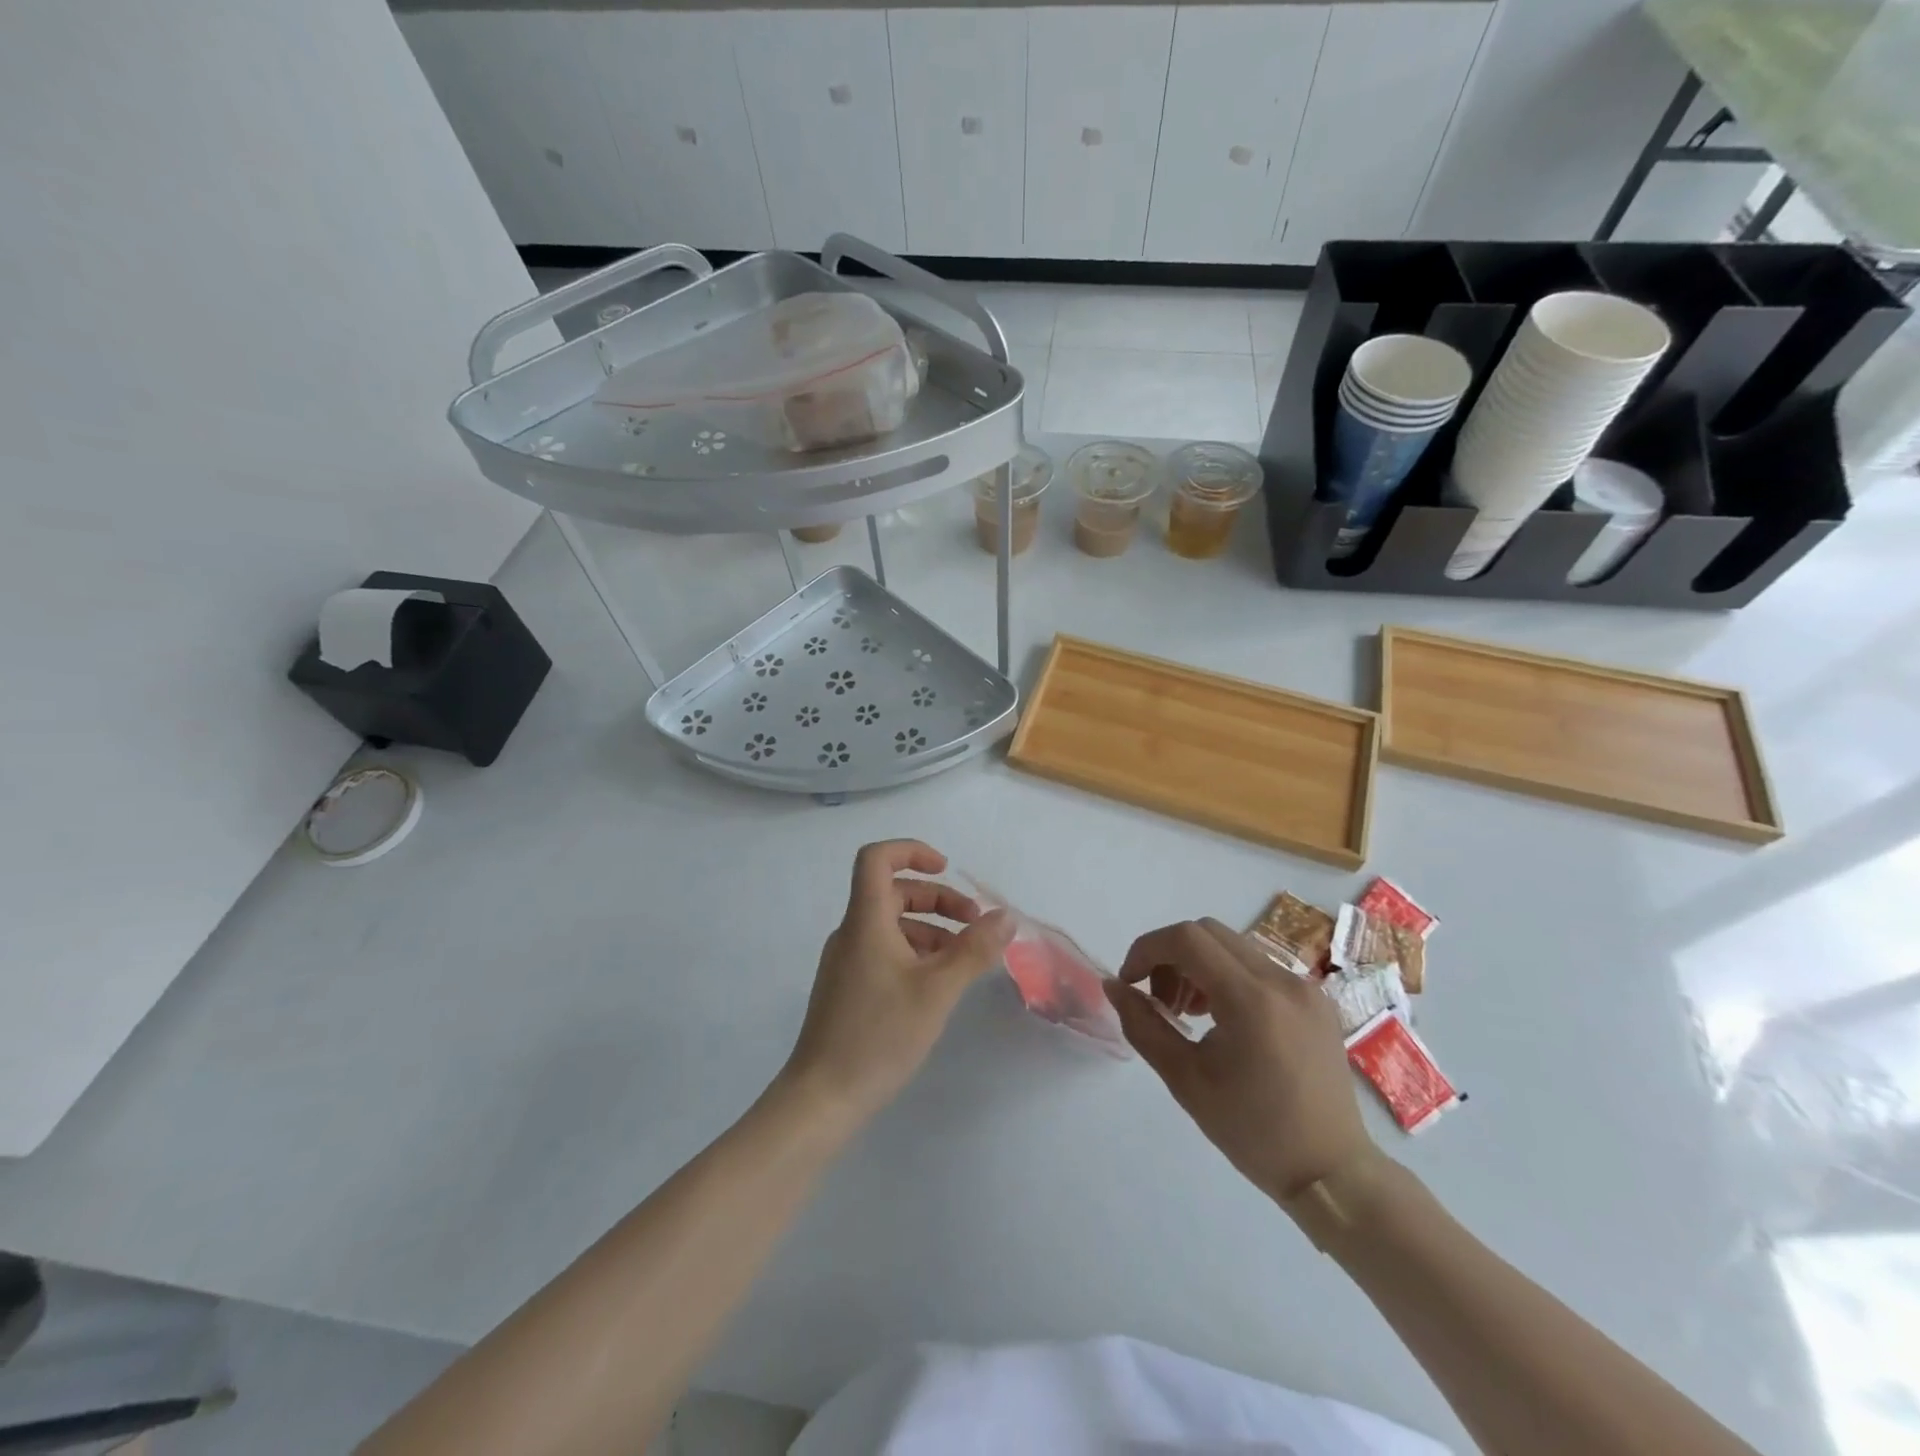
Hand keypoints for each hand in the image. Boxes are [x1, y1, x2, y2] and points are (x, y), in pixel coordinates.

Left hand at [781, 840, 1012, 1125]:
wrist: (822, 1098)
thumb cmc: (879, 1035)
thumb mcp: (938, 990)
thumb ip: (974, 950)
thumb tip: (1005, 917)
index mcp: (865, 921)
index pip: (876, 859)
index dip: (911, 851)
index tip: (946, 869)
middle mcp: (851, 933)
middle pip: (893, 892)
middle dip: (937, 898)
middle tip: (975, 923)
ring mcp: (846, 961)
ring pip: (891, 924)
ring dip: (931, 928)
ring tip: (966, 958)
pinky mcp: (848, 987)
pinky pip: (884, 950)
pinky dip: (915, 952)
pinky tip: (939, 983)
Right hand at [1104, 918, 1375, 1202]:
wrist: (1332, 1173)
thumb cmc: (1253, 1131)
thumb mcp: (1185, 1080)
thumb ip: (1143, 1025)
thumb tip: (1114, 986)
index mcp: (1251, 999)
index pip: (1186, 939)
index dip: (1147, 949)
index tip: (1130, 982)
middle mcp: (1281, 980)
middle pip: (1208, 933)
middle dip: (1170, 956)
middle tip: (1159, 1001)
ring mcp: (1304, 987)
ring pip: (1233, 947)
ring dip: (1197, 965)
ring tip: (1187, 1013)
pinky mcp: (1315, 1000)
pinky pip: (1258, 967)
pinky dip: (1227, 977)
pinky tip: (1221, 1019)